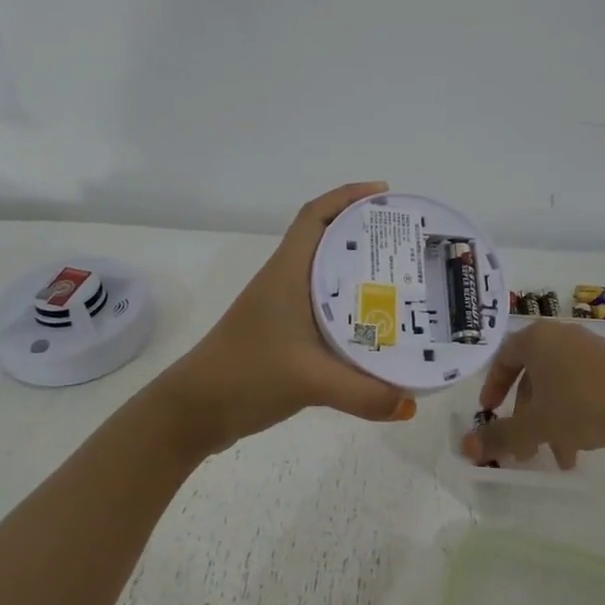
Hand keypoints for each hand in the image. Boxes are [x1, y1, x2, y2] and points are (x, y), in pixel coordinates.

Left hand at [155, 182, 418, 450]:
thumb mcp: (310, 381)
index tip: (385, 193)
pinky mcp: (283, 334)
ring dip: (360, 270)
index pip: (315, 216)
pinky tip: (375, 325)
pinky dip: (351, 306)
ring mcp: (282, 308)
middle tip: (407, 241)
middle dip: (366, 233)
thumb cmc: (246, 375)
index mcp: (288, 272)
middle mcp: (285, 282)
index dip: (348, 196)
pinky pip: (324, 306)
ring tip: (402, 278)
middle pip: (328, 240)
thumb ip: (363, 394)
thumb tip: (410, 403)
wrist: (195, 410)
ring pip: (327, 275)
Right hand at [460, 321, 604, 468]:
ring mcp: (589, 349)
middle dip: (526, 417)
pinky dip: (573, 414)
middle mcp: (561, 336)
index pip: (504, 358)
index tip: (489, 412)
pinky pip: (581, 387)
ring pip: (557, 387)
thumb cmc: (582, 405)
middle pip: (532, 377)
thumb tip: (465, 447)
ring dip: (550, 423)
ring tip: (559, 460)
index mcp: (537, 339)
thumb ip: (500, 436)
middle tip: (524, 450)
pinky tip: (581, 447)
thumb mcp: (536, 425)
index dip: (493, 387)